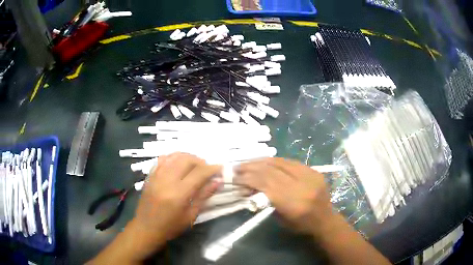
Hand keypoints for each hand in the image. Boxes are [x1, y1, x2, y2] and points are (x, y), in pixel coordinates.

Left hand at [129, 153, 221, 258]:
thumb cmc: (171, 226)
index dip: (212, 169)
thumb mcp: (190, 216)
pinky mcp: (150, 175)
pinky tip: (179, 164)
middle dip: (200, 161)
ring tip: (194, 165)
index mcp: (178, 194)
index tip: (220, 168)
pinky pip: (163, 159)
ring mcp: (156, 175)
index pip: (199, 174)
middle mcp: (167, 180)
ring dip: (188, 157)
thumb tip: (218, 181)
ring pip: (174, 156)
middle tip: (207, 169)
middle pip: (186, 160)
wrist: (146, 228)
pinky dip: (174, 158)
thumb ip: (203, 196)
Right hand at [234, 157, 335, 236]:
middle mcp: (302, 186)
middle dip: (251, 168)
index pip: (266, 184)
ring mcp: (309, 175)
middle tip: (237, 167)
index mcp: (293, 203)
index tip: (235, 177)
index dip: (249, 178)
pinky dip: (274, 161)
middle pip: (271, 171)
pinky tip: (264, 162)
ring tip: (248, 163)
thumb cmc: (301, 224)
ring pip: (280, 163)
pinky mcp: (313, 170)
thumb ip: (265, 201)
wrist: (325, 219)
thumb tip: (249, 188)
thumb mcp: (280, 218)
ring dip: (261, 162)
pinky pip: (289, 161)